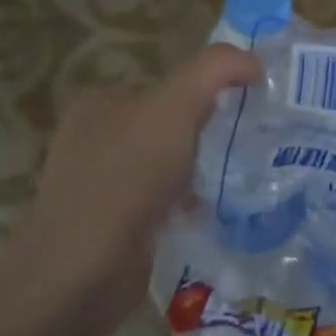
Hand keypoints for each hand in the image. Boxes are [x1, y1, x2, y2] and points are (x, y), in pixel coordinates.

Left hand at [1, 45, 261, 319]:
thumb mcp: (176, 104)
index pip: (163, 85)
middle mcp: (92, 140)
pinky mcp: (107, 231)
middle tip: (243, 145)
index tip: (240, 108)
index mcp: (99, 103)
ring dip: (195, 172)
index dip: (203, 91)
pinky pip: (158, 206)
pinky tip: (207, 214)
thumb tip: (254, 61)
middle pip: (165, 125)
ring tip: (233, 181)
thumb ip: (215, 69)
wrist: (82, 275)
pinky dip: (183, 208)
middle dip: (201, 134)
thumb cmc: (126, 177)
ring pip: (163, 167)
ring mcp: (96, 188)